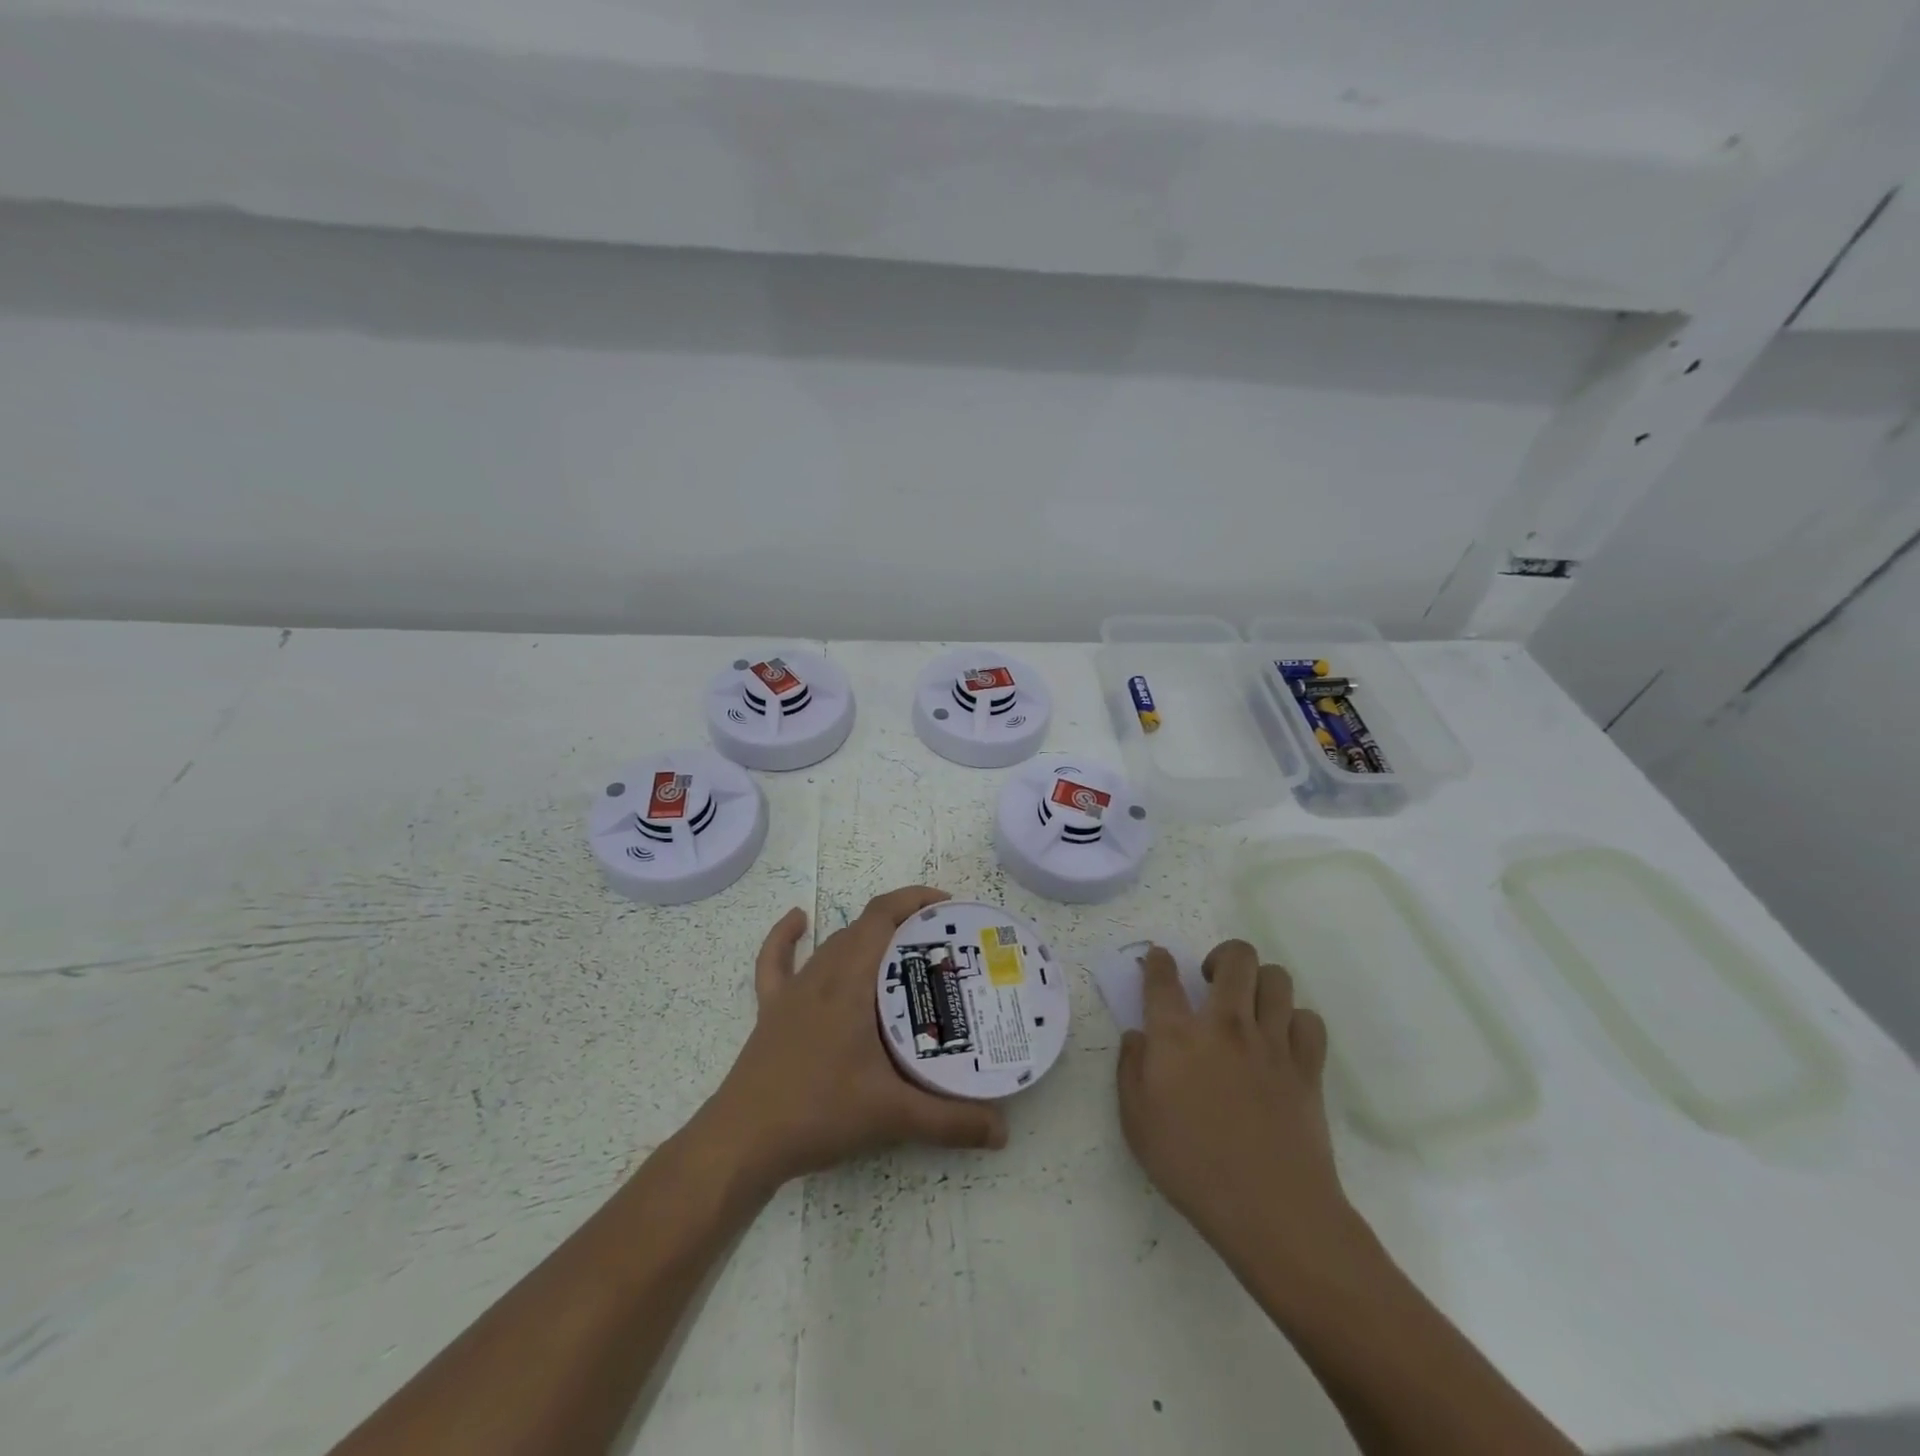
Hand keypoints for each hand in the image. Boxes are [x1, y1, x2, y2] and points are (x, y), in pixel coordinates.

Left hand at [696, 887, 1009, 1191]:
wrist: (742, 1142)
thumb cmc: (818, 1113)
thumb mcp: (893, 1116)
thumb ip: (951, 1121)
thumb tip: (1003, 1131)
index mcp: (850, 982)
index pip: (881, 917)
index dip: (914, 899)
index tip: (948, 907)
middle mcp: (821, 975)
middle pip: (863, 928)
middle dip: (902, 924)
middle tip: (940, 947)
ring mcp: (791, 992)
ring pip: (832, 945)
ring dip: (865, 937)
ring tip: (900, 952)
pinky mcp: (771, 1011)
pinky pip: (776, 962)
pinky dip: (787, 937)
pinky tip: (798, 921)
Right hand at [1117, 941, 1363, 1276]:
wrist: (1271, 1210)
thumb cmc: (1192, 1167)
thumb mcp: (1137, 1123)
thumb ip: (1130, 1069)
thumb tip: (1137, 1035)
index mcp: (1177, 1036)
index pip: (1163, 977)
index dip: (1159, 961)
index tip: (1159, 961)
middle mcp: (1225, 1025)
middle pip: (1236, 958)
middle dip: (1223, 957)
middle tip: (1213, 982)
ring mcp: (1272, 1042)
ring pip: (1277, 978)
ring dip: (1260, 983)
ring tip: (1250, 1006)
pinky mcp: (1307, 1066)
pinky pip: (1308, 1020)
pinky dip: (1295, 1021)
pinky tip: (1282, 1040)